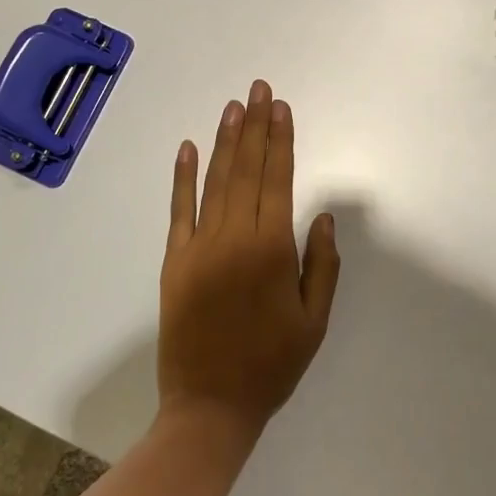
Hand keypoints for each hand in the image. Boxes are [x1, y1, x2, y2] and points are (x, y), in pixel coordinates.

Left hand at [157, 81, 340, 443]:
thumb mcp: (314, 320)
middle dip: (254, 126)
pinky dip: (182, 177)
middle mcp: (234, 238)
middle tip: (258, 89)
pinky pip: (178, 210)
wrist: (209, 406)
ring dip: (225, 141)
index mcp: (271, 250)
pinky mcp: (174, 261)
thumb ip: (321, 264)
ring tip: (233, 107)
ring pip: (215, 181)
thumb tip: (322, 216)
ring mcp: (199, 246)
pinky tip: (187, 148)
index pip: (278, 180)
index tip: (281, 108)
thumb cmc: (271, 365)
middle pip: (246, 170)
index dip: (281, 141)